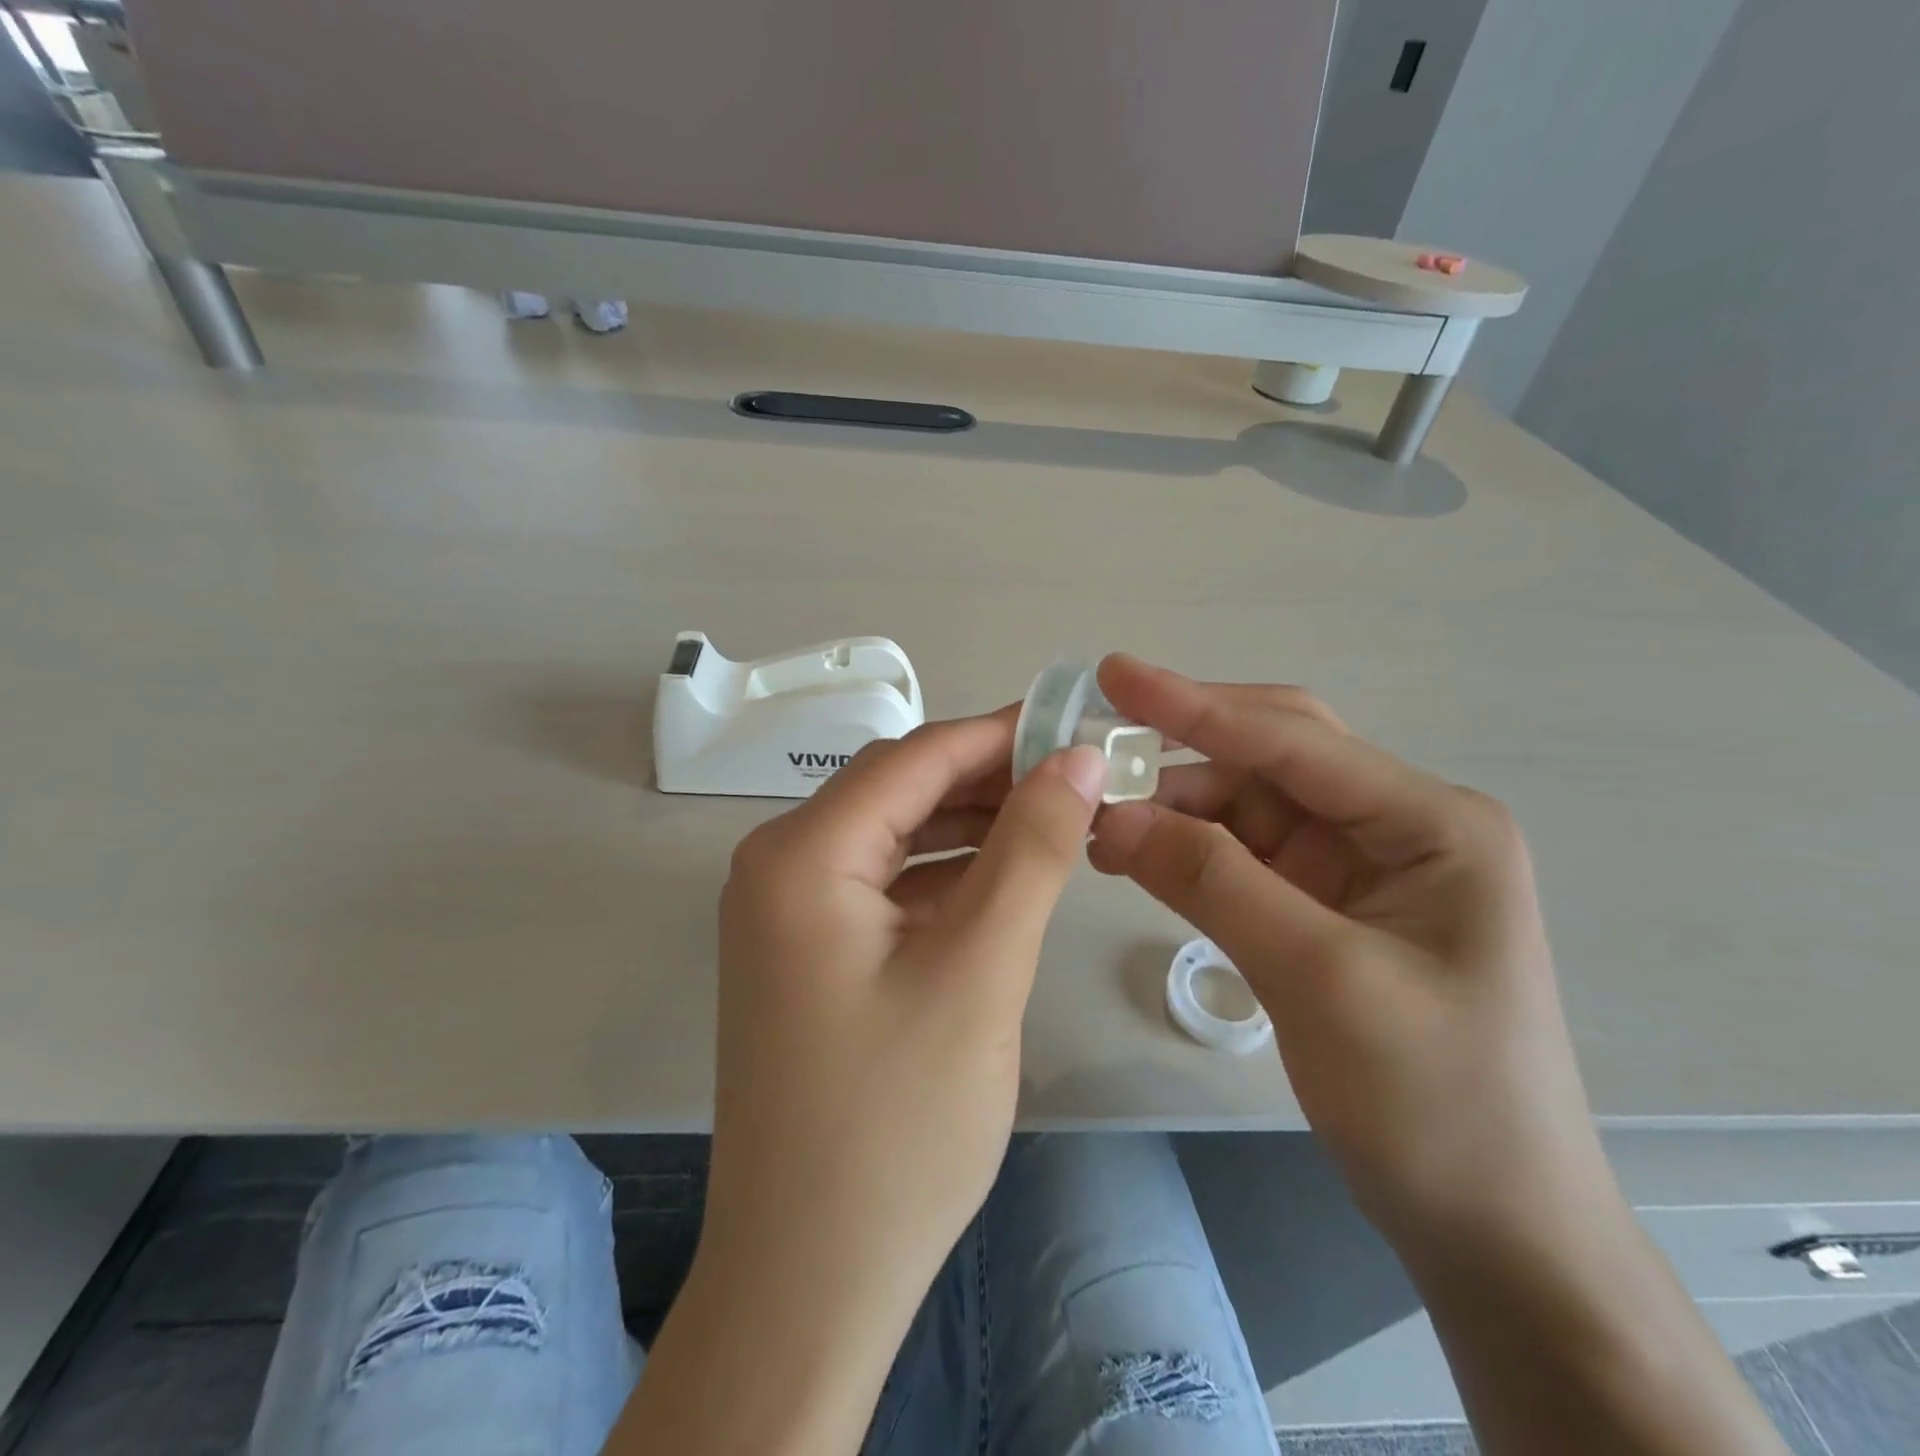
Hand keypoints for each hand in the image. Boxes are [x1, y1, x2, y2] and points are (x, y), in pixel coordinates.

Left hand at [702, 712, 1106, 1345]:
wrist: (810, 1279)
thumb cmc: (896, 1123)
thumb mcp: (980, 969)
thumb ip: (1031, 850)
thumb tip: (1076, 759)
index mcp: (802, 854)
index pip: (915, 758)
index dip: (1000, 733)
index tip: (1077, 725)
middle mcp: (781, 866)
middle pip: (901, 790)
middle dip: (990, 778)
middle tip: (1080, 778)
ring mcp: (790, 913)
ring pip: (897, 836)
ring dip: (973, 825)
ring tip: (1058, 821)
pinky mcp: (811, 953)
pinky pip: (887, 886)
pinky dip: (948, 875)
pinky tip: (1006, 879)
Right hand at [1087, 654, 1614, 1254]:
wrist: (1496, 1231)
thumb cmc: (1438, 1101)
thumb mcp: (1321, 979)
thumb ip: (1214, 882)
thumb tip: (1112, 814)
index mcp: (1429, 822)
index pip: (1293, 740)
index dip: (1194, 704)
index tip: (1111, 672)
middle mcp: (1394, 828)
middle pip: (1270, 760)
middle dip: (1182, 748)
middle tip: (1093, 746)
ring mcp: (1356, 871)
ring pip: (1245, 810)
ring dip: (1172, 810)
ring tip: (1096, 824)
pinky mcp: (1323, 911)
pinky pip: (1240, 860)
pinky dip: (1184, 854)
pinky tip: (1132, 857)